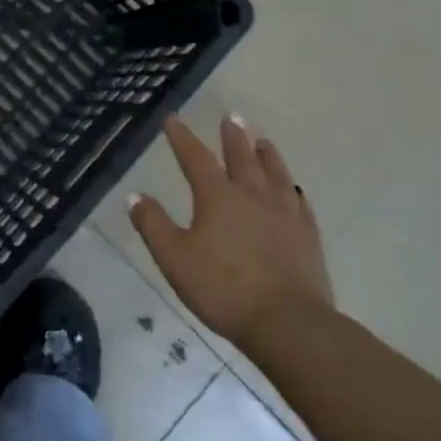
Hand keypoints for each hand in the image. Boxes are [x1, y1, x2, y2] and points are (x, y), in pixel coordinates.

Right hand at [129, 116, 334, 355]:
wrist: (290, 324)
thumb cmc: (224, 289)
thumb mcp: (175, 258)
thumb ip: (153, 225)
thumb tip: (134, 195)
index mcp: (217, 197)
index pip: (195, 157)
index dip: (182, 138)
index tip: (173, 119)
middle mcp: (252, 196)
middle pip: (241, 158)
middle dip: (233, 136)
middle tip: (231, 116)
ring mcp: (284, 215)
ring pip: (275, 174)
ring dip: (266, 154)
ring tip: (263, 140)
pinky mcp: (307, 237)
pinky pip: (299, 203)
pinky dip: (293, 190)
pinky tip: (294, 190)